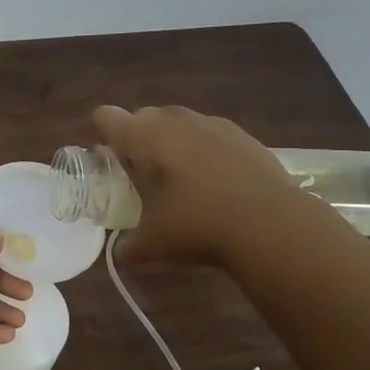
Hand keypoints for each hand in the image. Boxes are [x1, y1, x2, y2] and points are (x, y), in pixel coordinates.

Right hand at [92, 104, 294, 264]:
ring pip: (177, 124)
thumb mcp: (151, 245)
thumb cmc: (196, 226)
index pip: (104, 117)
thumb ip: (126, 246)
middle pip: (141, 118)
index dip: (98, 134)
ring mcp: (210, 122)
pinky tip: (214, 183)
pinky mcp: (241, 133)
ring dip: (170, 144)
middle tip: (139, 177)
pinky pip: (208, 134)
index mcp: (141, 136)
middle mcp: (172, 119)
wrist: (271, 225)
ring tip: (179, 180)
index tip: (102, 160)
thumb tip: (121, 251)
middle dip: (135, 142)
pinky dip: (203, 151)